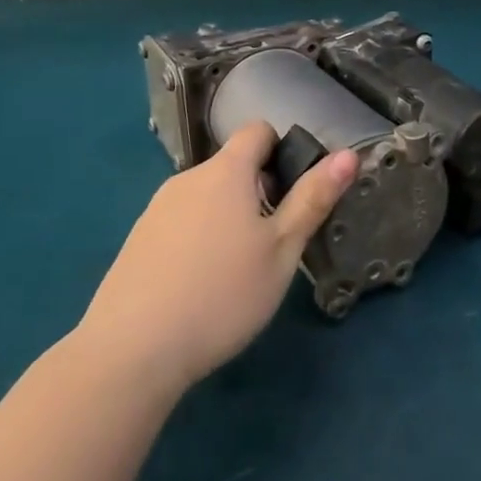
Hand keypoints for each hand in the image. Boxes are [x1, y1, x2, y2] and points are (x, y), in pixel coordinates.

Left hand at [79, 124, 357, 394]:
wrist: (133, 349)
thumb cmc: (223, 294)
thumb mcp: (282, 250)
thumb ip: (313, 199)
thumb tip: (348, 154)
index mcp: (226, 171)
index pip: (257, 131)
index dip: (282, 151)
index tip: (293, 195)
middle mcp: (188, 178)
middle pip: (232, 167)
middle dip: (259, 192)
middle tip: (273, 244)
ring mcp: (157, 208)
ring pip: (206, 197)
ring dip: (229, 217)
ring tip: (237, 271)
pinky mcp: (138, 239)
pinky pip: (181, 222)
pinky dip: (199, 239)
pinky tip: (200, 286)